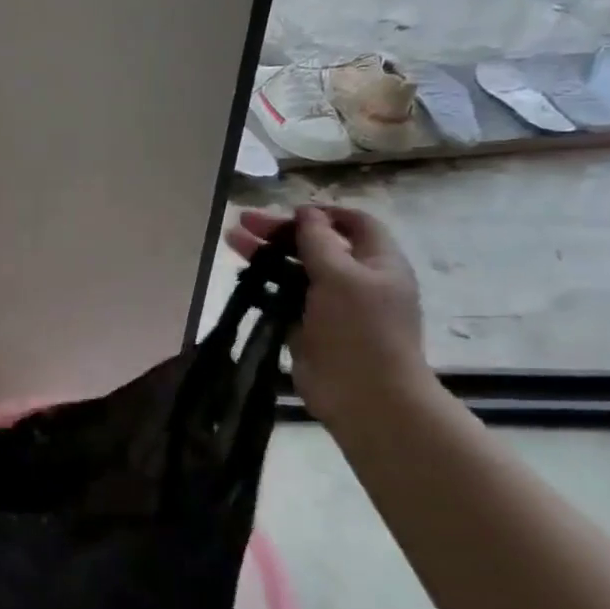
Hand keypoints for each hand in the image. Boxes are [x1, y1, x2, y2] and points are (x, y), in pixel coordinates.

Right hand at [226, 205, 435, 430]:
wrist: (366, 396)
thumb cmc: (360, 329)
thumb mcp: (341, 275)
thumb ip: (319, 241)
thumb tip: (307, 213)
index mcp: (378, 262)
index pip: (355, 224)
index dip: (324, 214)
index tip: (289, 212)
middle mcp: (356, 280)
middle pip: (317, 245)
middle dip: (281, 232)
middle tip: (243, 222)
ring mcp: (331, 306)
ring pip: (296, 271)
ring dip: (266, 255)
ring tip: (231, 242)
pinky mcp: (309, 328)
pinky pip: (285, 300)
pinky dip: (265, 286)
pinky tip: (242, 277)